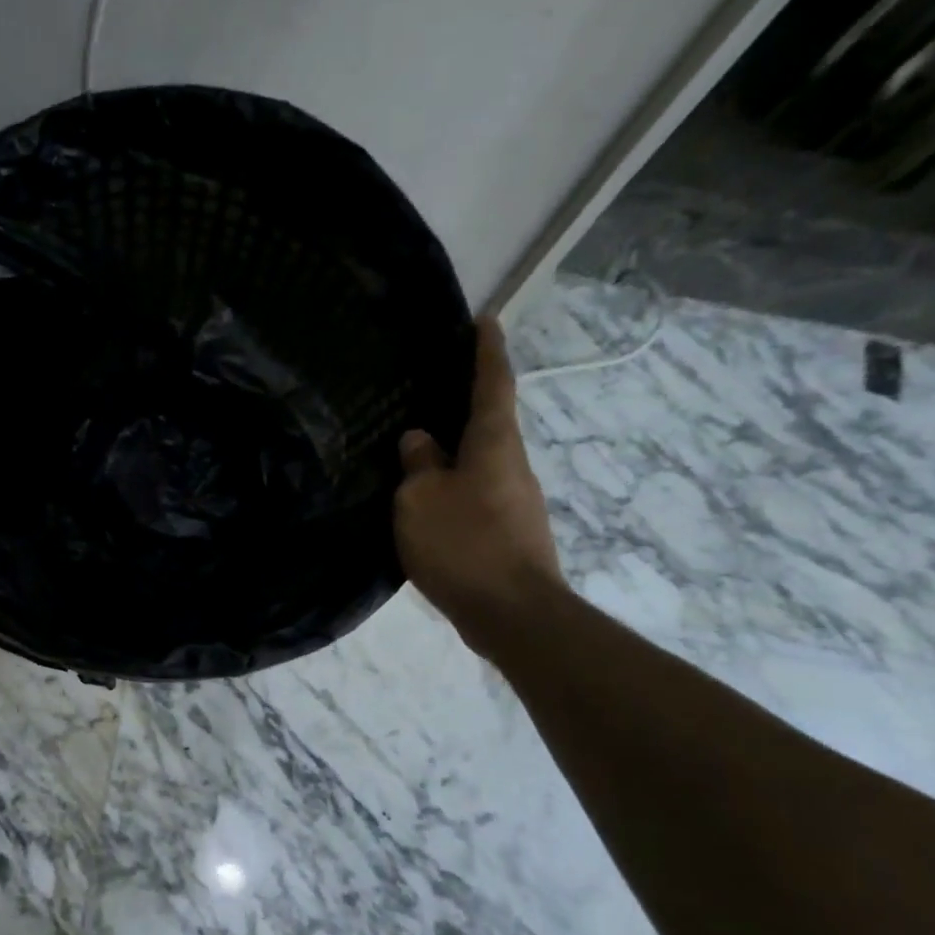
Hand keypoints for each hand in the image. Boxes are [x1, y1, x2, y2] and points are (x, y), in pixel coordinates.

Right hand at [395, 314, 565, 656]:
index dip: (487, 350)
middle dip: (466, 402)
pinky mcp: (510, 532)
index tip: (484, 319)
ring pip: (482, 461)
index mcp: (493, 444)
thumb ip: (418, 465)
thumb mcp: (420, 500)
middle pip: (490, 422)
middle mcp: (512, 464)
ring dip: (457, 450)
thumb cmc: (464, 545)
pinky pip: (477, 493)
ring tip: (419, 446)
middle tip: (432, 386)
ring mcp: (516, 500)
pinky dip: (455, 485)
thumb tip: (420, 441)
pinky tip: (429, 499)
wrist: (513, 614)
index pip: (493, 383)